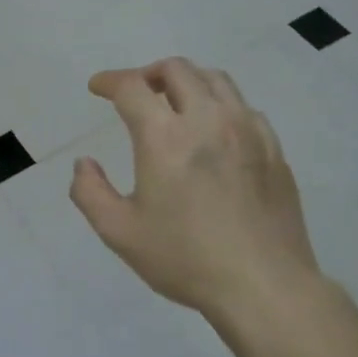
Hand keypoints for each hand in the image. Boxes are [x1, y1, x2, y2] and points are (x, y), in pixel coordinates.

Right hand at [70, 58, 320, 321]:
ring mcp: (248, 131)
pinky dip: (220, 105)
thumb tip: (84, 164)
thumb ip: (90, 192)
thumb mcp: (120, 233)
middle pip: (178, 70)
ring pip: (216, 80)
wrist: (264, 286)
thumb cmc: (185, 259)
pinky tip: (215, 131)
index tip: (98, 87)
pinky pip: (244, 107)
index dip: (109, 81)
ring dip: (187, 81)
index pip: (132, 87)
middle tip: (135, 93)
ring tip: (174, 102)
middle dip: (148, 73)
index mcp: (165, 137)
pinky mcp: (273, 150)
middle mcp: (208, 120)